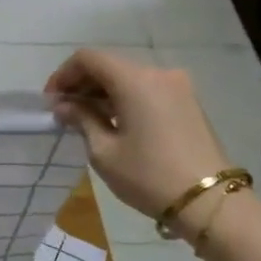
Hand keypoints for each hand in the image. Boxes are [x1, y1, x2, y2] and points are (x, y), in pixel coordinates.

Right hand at [46, 48, 234, 233]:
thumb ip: (81, 119)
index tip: (51, 101)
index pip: (88, 58)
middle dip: (82, 84)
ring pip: (129, 78)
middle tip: (64, 112)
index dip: (63, 75)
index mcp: (135, 80)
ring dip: (103, 93)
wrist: (209, 201)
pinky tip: (114, 123)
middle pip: (110, 65)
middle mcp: (158, 73)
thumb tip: (64, 106)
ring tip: (86, 120)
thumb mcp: (104, 151)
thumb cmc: (148, 176)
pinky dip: (125, 99)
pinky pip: (147, 90)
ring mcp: (178, 86)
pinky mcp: (188, 102)